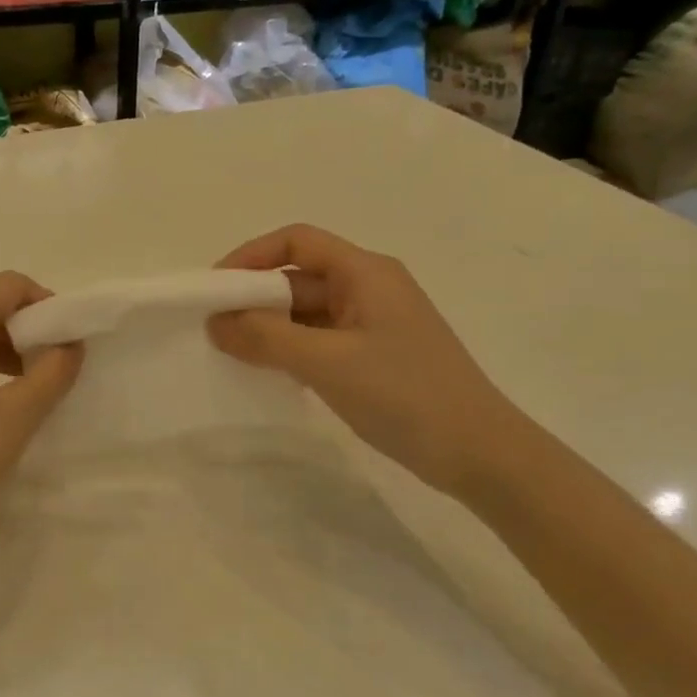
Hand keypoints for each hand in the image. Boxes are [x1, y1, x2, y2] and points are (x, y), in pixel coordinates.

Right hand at [207, 225, 526, 499]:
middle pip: (299, 277)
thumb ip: (266, 338)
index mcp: (366, 272)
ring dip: (271, 327)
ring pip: (308, 312)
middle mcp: (370, 288)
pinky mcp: (376, 356)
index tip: (215, 288)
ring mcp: (374, 323)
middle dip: (256, 298)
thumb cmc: (405, 394)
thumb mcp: (327, 363)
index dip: (251, 256)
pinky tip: (269, 374)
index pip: (297, 242)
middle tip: (215, 328)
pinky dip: (292, 350)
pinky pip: (321, 339)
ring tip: (234, 354)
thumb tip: (215, 323)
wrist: (481, 455)